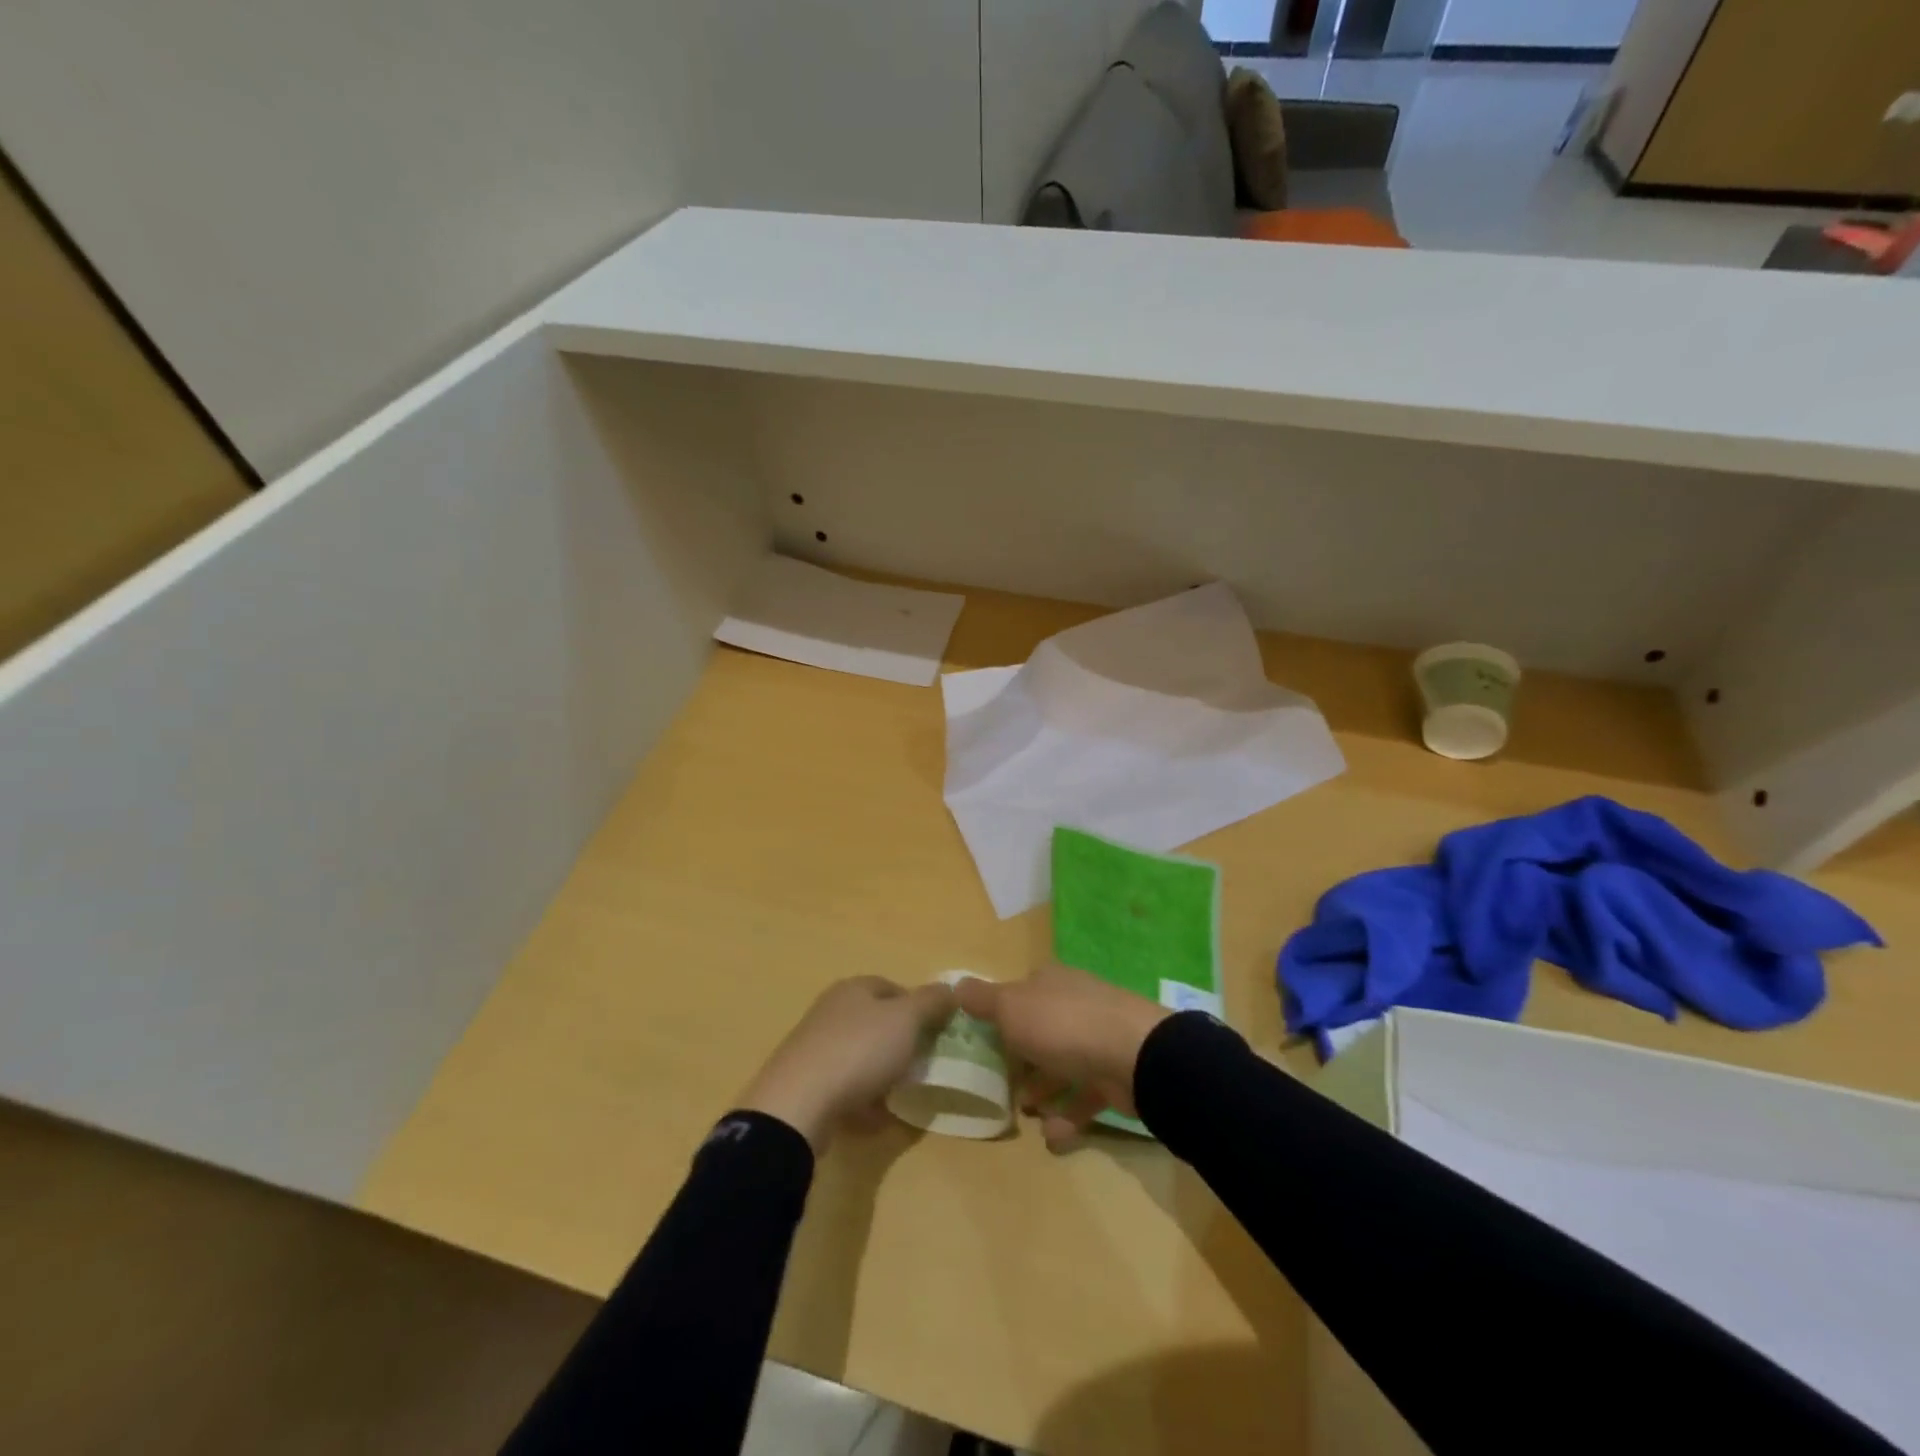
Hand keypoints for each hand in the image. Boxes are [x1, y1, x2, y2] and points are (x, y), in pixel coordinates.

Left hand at [739, 976, 955, 1151]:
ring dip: (882, 1073)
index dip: (917, 1006)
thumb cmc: (859, 1051)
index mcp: (853, 989)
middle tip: (922, 1063)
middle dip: (900, 1041)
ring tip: (902, 1093)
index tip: (936, 1032)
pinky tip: (877, 1118)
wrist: (798, 1105)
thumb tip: (950, 990)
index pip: (892, 987)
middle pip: (875, 1021)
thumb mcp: (906, 1019)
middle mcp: (831, 1011)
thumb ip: (931, 1002)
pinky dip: (863, 1100)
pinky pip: (844, 1087)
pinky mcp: (805, 1083)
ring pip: (859, 1055)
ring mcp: (814, 1048)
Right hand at [957, 965, 1170, 1150]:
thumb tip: (956, 984)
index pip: (1021, 993)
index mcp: (1050, 983)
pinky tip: (1052, 1138)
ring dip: (1044, 1089)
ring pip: (1063, 1064)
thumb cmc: (1062, 1024)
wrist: (1134, 1055)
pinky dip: (1068, 1116)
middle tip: (1002, 1084)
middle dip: (1022, 1057)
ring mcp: (1098, 1040)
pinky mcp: (1115, 1075)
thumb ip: (983, 1000)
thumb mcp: (1011, 1007)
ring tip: (1026, 1113)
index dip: (1002, 1014)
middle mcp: (1074, 1005)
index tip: (984, 1041)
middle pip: (1041, 1030)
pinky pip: (1085, 1096)